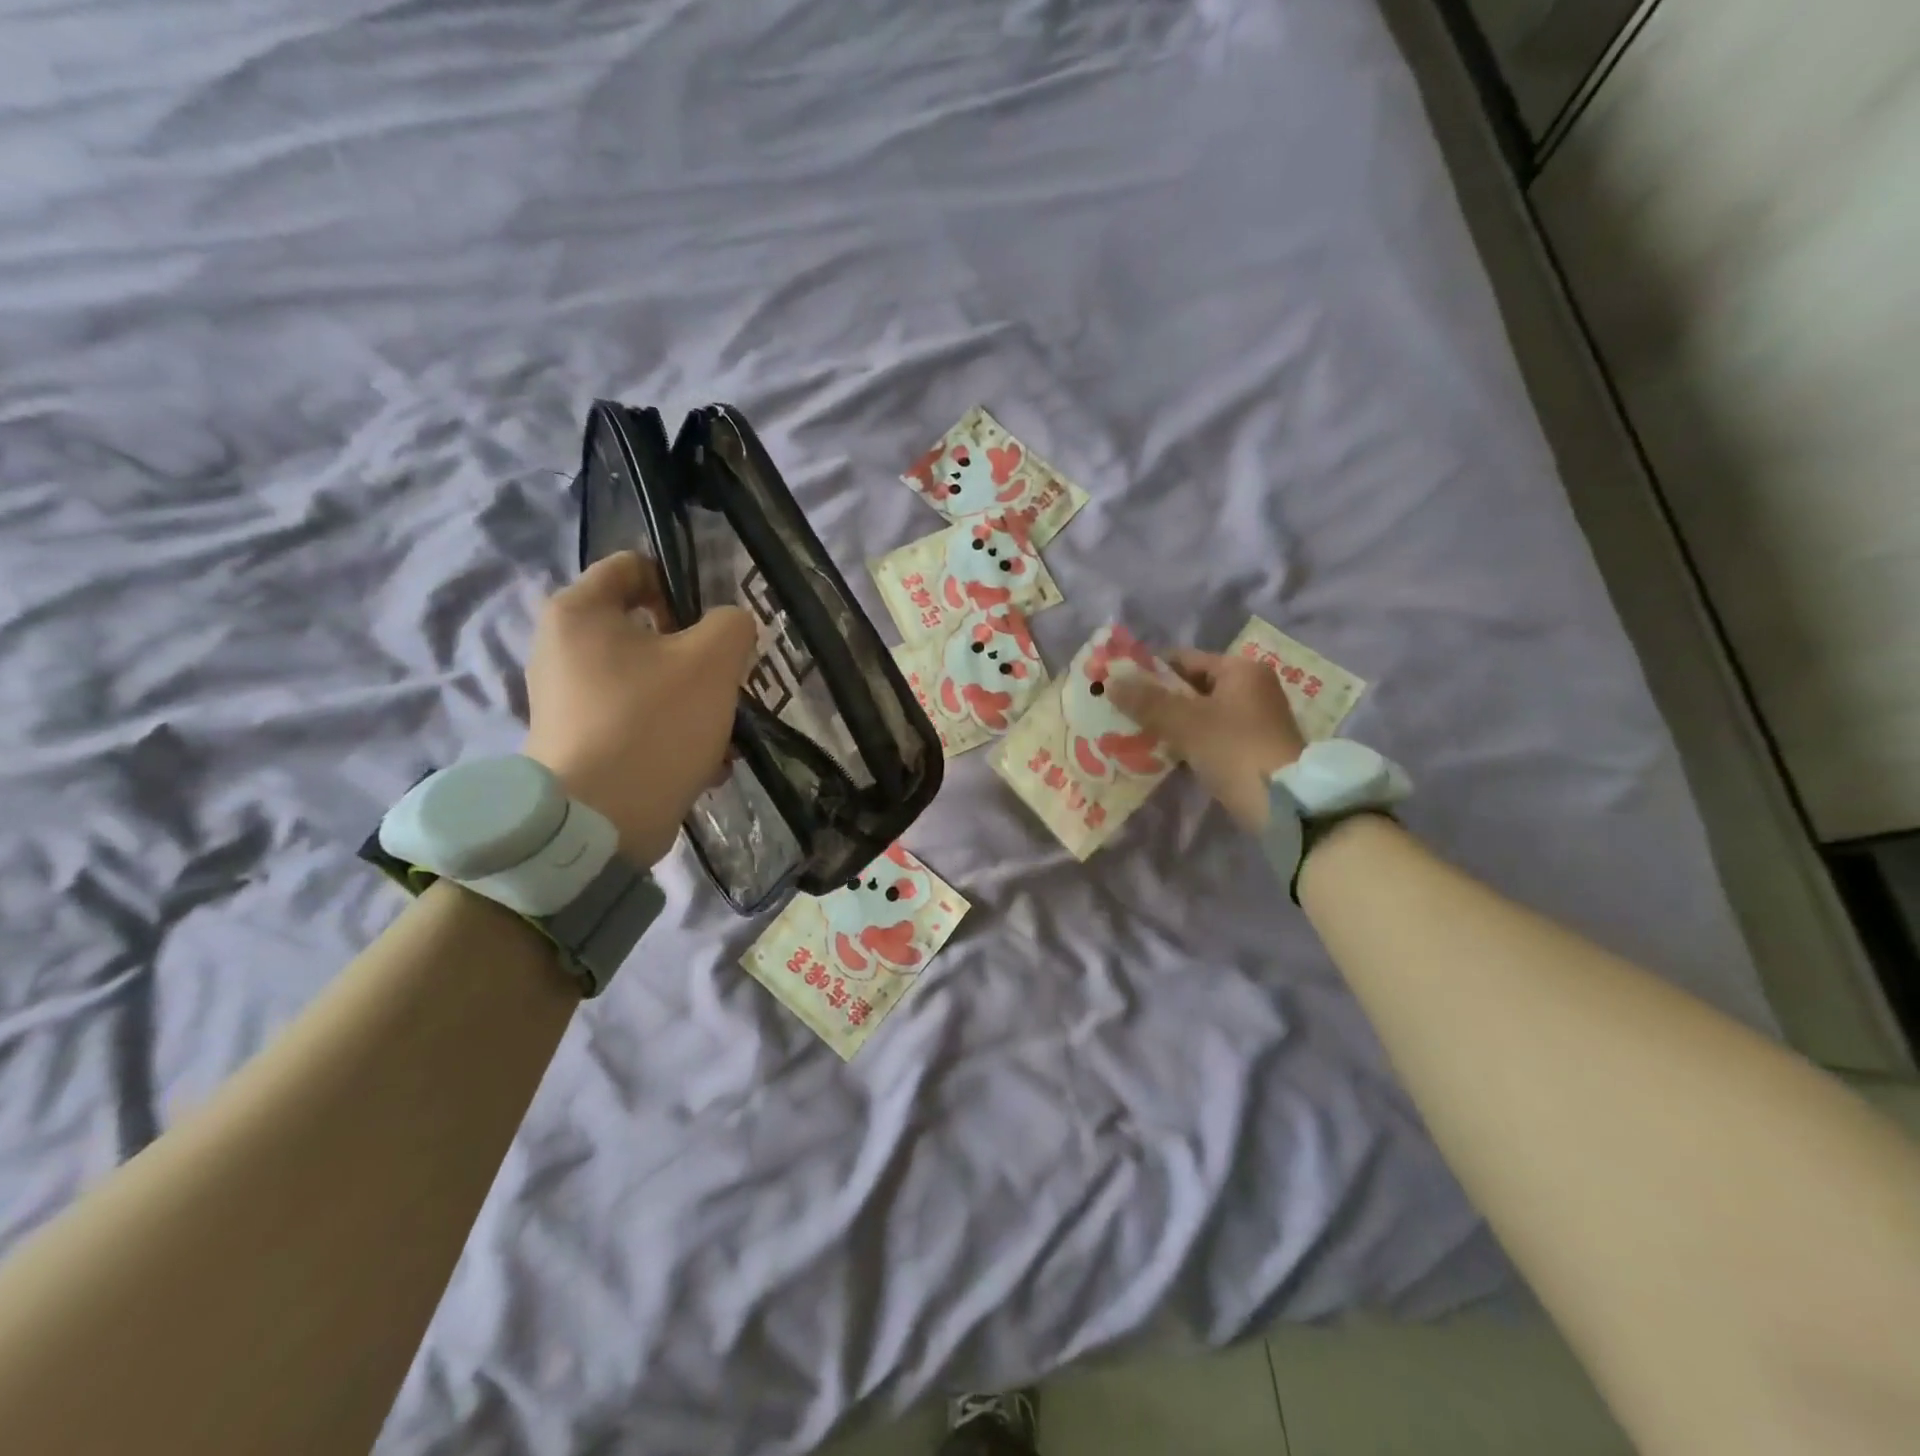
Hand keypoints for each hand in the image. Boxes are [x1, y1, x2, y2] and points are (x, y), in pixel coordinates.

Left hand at [522, 552, 756, 867]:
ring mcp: (567, 700)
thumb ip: (732, 625)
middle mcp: (561, 648)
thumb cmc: (654, 723)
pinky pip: (637, 721)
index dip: (681, 585)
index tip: (712, 628)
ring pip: (649, 681)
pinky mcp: (579, 743)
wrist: (600, 822)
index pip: (634, 566)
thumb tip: (727, 629)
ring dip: (691, 701)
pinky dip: (670, 734)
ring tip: (719, 734)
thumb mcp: (713, 660)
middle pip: (647, 630)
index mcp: (580, 612)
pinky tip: (702, 764)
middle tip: (723, 684)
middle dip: (695, 656)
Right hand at [1110, 649, 1305, 831]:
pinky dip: (1186, 742)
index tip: (1117, 685)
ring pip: (1198, 714)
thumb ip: (1146, 701)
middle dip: (1155, 700)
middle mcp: (1251, 688)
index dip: (1148, 670)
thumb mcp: (1185, 722)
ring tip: (1131, 735)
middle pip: (1191, 686)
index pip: (1184, 659)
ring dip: (1168, 724)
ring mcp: (1253, 720)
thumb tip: (1110, 681)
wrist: (1284, 805)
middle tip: (1120, 713)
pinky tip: (1159, 755)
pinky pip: (1208, 736)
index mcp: (1240, 670)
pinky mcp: (1251, 748)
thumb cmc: (1234, 750)